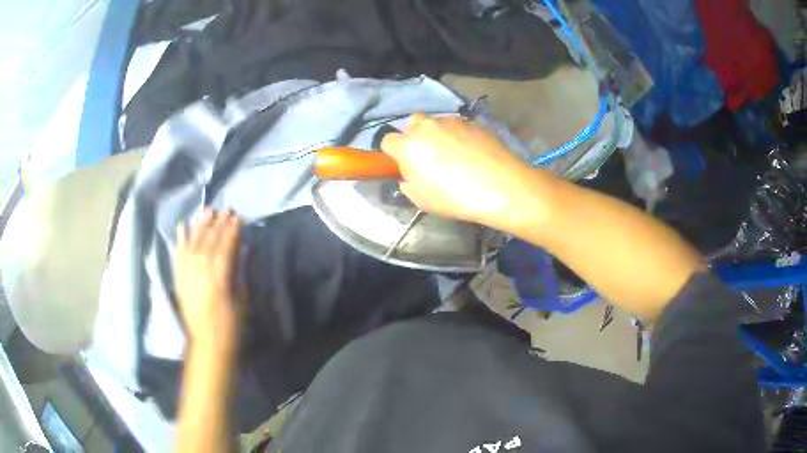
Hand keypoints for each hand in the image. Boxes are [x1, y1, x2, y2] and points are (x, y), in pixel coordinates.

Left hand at [174, 209, 242, 351]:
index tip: (237, 217)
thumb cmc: (231, 325)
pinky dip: (180, 240)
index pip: (225, 246)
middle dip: (217, 224)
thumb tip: (240, 250)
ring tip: (206, 211)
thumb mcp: (241, 299)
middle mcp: (200, 272)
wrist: (207, 344)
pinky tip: (183, 226)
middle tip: (224, 209)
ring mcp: (187, 274)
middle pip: (209, 241)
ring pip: (193, 244)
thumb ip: (238, 272)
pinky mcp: (179, 279)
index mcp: (219, 278)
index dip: (231, 230)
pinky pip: (178, 255)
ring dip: (200, 226)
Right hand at [381, 114, 540, 229]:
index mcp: (409, 145)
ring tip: (456, 156)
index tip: (404, 165)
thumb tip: (410, 175)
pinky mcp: (473, 122)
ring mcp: (452, 121)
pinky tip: (473, 154)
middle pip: (412, 124)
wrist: (501, 186)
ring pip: (437, 123)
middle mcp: (427, 126)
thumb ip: (408, 184)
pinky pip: (458, 126)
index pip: (388, 140)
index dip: (394, 153)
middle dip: (416, 136)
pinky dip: (460, 136)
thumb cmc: (456, 198)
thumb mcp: (422, 200)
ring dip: (439, 135)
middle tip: (429, 157)